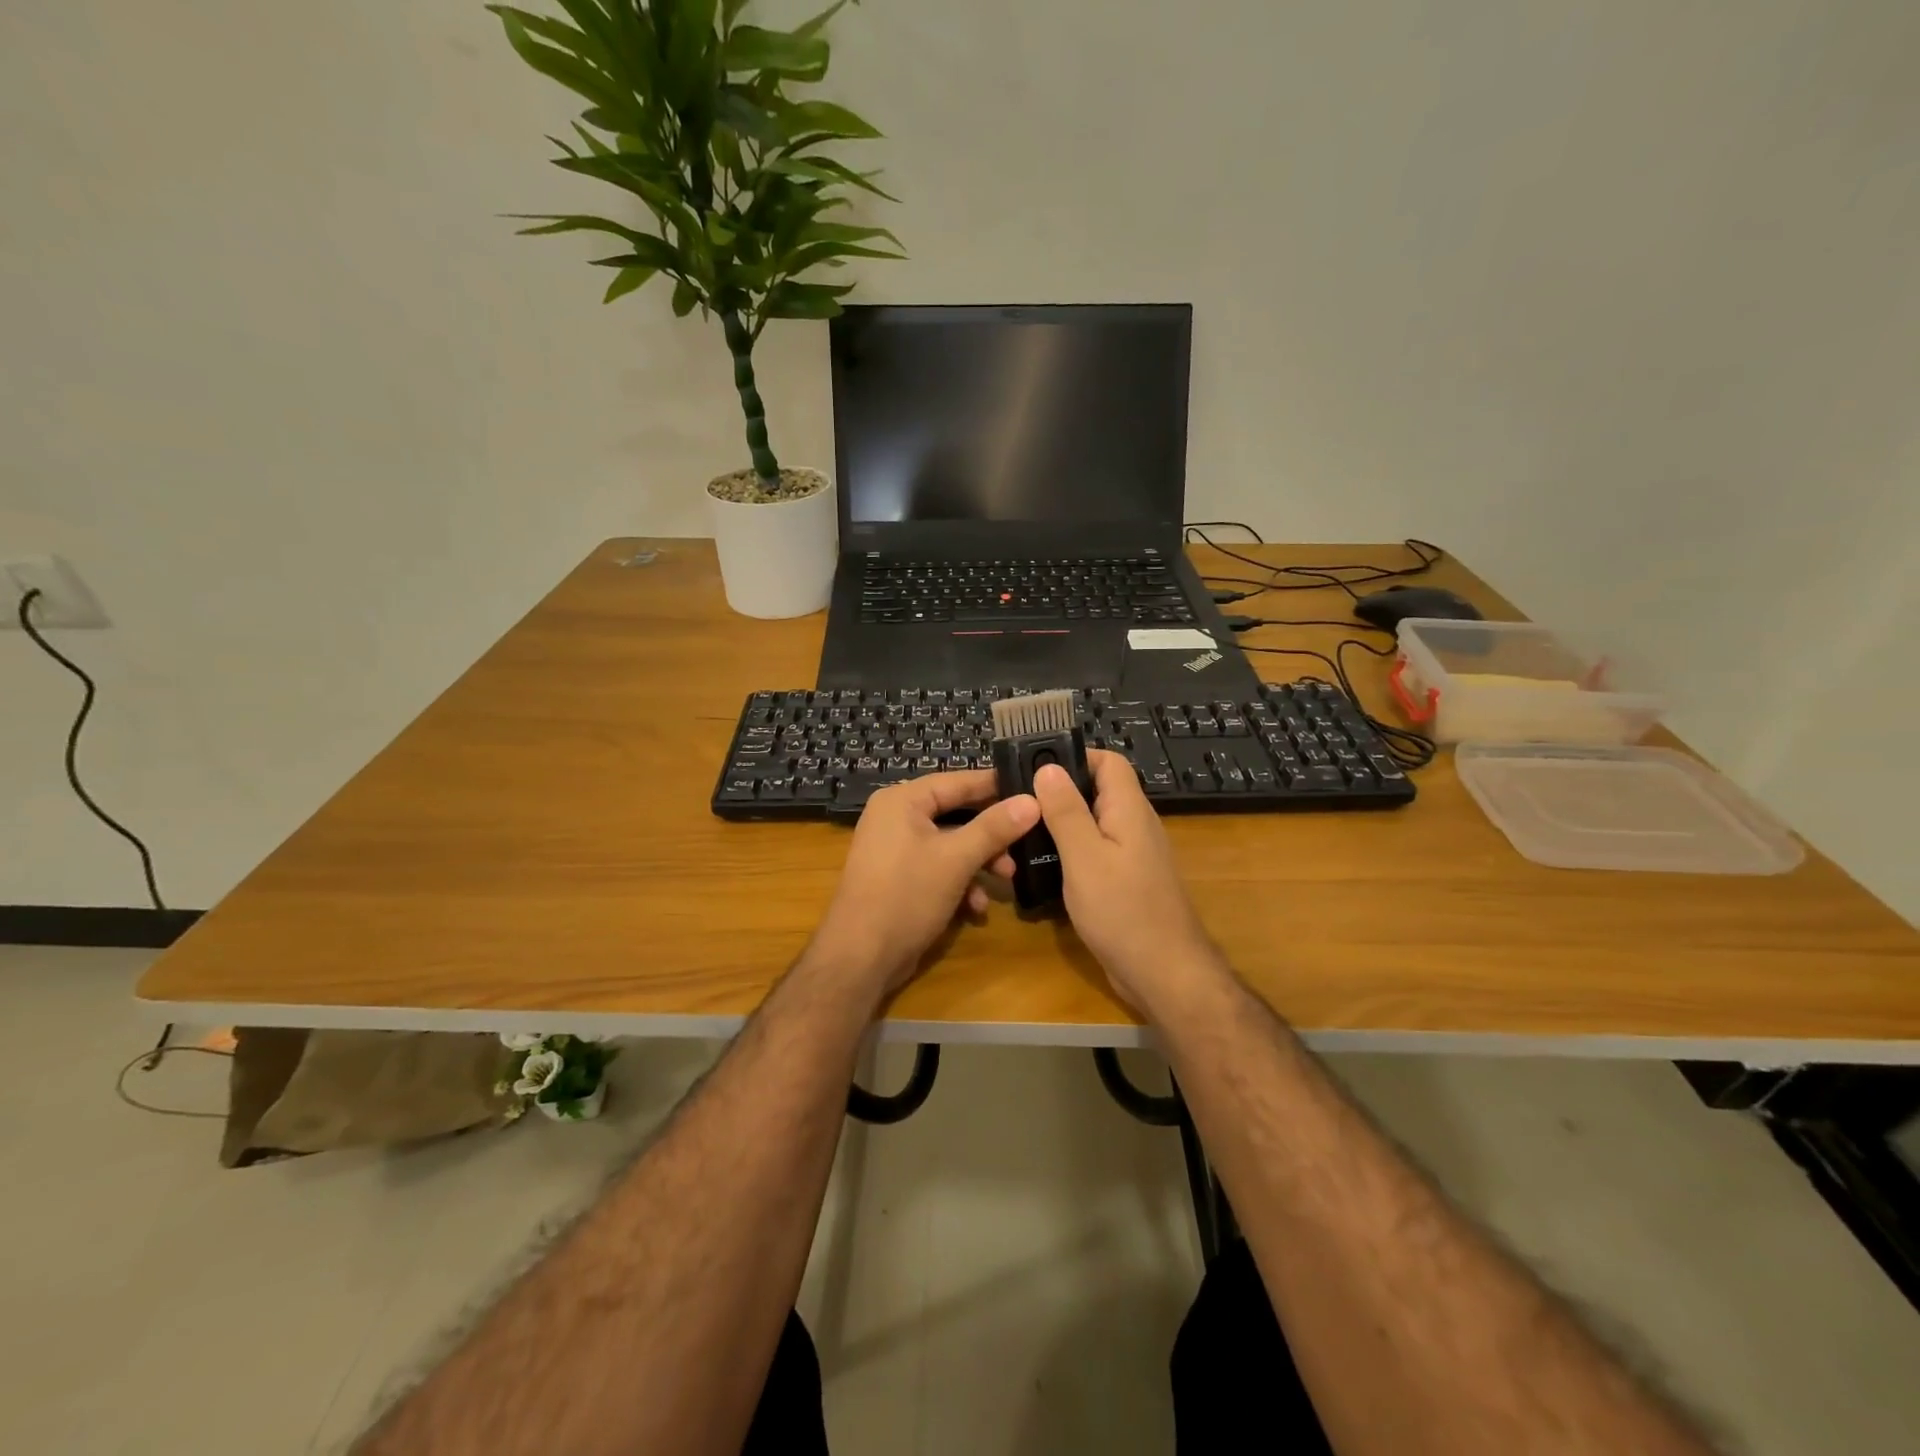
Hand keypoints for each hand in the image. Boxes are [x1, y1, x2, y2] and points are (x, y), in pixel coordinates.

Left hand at [808, 770, 1040, 999]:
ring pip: (950, 844)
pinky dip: (959, 882)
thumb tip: (1033, 800)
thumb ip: (995, 828)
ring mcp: (895, 849)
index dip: (996, 786)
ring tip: (1007, 880)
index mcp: (903, 801)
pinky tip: (976, 908)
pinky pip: (937, 868)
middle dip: (991, 834)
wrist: (859, 958)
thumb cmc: (906, 895)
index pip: (958, 781)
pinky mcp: (899, 878)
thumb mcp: (956, 859)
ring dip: (980, 862)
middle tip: (1026, 843)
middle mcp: (896, 817)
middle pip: (956, 813)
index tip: (1034, 790)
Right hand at [1032, 750, 1224, 1014]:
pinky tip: (1045, 865)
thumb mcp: (1085, 857)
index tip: (1034, 768)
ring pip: (1095, 823)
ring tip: (1024, 830)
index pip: (1108, 761)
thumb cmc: (1123, 911)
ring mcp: (1133, 855)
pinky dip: (1071, 851)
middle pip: (1099, 791)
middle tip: (1019, 801)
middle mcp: (1135, 826)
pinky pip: (1097, 852)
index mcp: (1129, 810)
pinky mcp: (1126, 882)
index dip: (1074, 756)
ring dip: (1063, 823)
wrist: (1163, 973)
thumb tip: (1048, 767)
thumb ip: (1066, 811)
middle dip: (1060, 791)